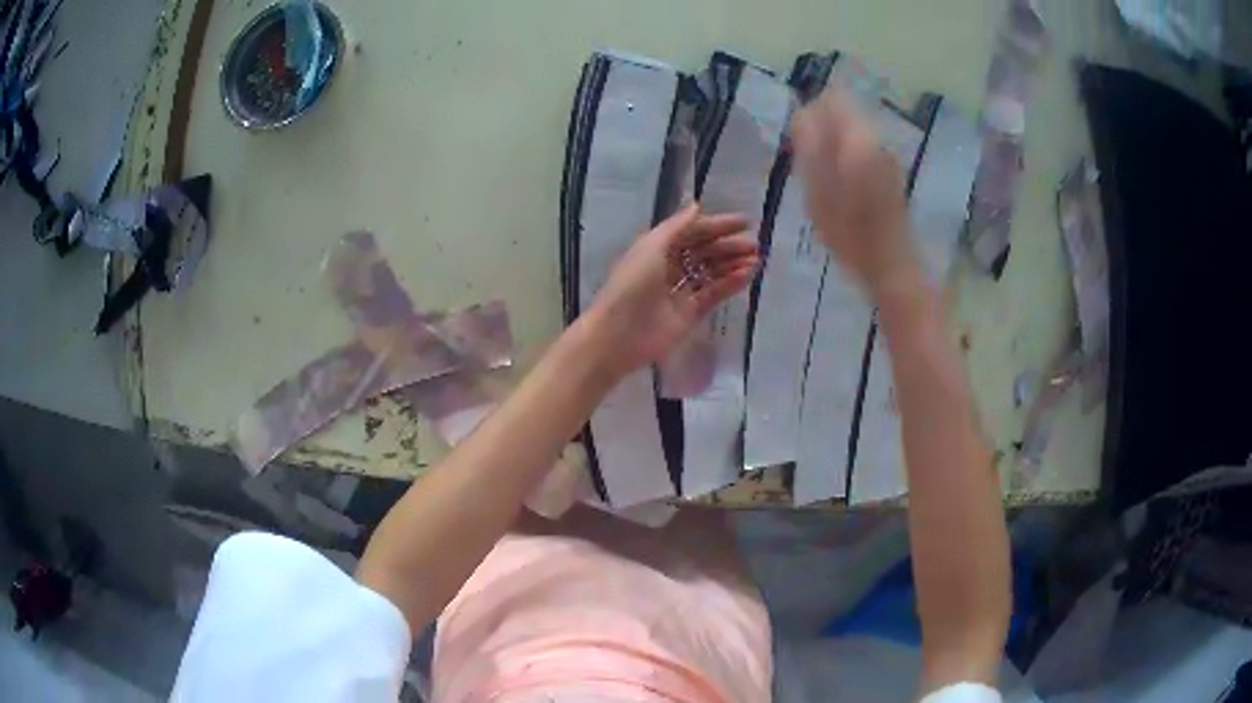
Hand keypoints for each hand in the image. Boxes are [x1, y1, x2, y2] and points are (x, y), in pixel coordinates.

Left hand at [584, 204, 758, 376]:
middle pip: (705, 251)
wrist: (619, 334)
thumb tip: (697, 206)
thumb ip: (677, 226)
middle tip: (755, 245)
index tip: (746, 222)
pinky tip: (747, 275)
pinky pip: (713, 294)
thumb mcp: (652, 247)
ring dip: (733, 264)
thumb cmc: (631, 285)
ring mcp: (680, 290)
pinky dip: (730, 284)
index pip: (693, 231)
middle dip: (729, 246)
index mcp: (657, 247)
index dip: (717, 225)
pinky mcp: (690, 313)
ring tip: (756, 260)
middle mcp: (669, 266)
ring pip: (711, 272)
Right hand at [790, 91, 921, 296]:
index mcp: (859, 139)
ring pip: (853, 131)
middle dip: (823, 129)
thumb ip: (810, 147)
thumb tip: (803, 115)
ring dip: (834, 145)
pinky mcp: (891, 172)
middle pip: (844, 112)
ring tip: (823, 180)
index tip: (800, 142)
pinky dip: (847, 159)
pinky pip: (863, 150)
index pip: (832, 98)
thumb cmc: (850, 233)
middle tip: (809, 163)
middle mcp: (877, 140)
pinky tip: (842, 190)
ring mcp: (887, 156)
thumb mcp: (817, 190)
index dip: (812, 113)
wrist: (892, 265)